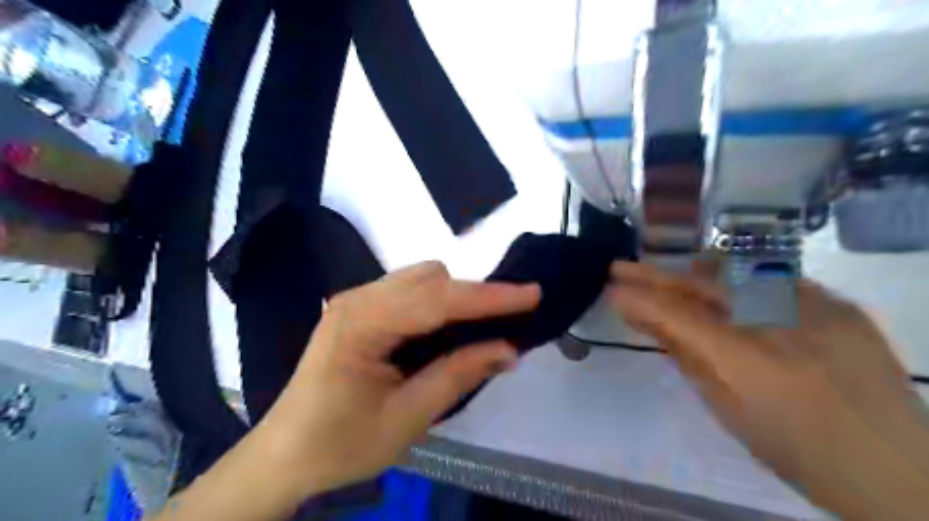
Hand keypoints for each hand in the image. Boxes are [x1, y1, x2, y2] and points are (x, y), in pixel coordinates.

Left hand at [253, 261, 545, 500]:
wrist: (284, 455)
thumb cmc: (341, 444)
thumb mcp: (407, 418)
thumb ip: (458, 375)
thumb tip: (508, 349)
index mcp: (362, 323)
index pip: (438, 300)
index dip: (489, 297)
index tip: (533, 294)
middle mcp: (358, 298)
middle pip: (430, 279)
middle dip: (474, 296)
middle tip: (508, 323)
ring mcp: (356, 300)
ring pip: (422, 279)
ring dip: (456, 298)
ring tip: (480, 329)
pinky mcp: (360, 309)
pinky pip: (410, 290)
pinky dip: (438, 303)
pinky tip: (447, 330)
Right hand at [615, 263, 928, 518]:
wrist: (899, 469)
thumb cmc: (797, 452)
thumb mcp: (728, 411)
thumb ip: (686, 357)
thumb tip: (645, 320)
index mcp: (751, 362)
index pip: (679, 315)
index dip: (640, 299)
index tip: (611, 289)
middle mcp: (783, 324)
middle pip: (702, 285)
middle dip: (654, 274)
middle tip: (619, 267)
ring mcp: (817, 308)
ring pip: (734, 274)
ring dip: (688, 272)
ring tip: (658, 273)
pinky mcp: (838, 304)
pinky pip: (770, 280)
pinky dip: (733, 280)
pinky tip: (715, 284)